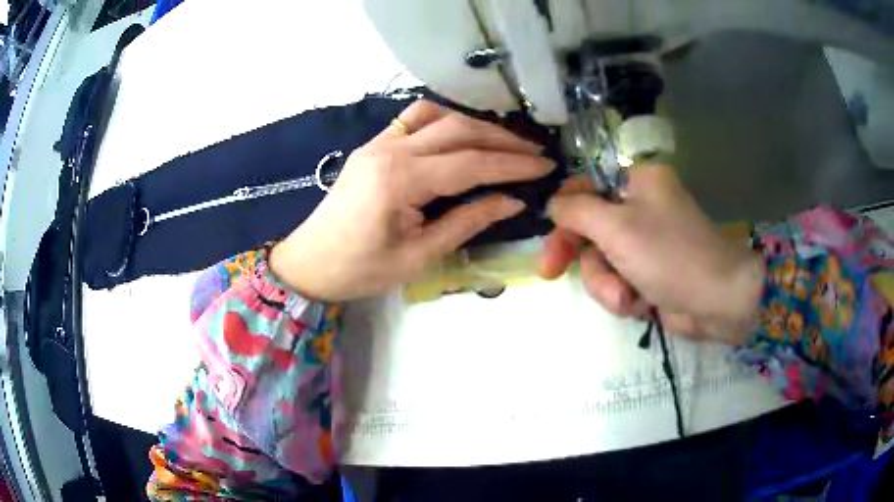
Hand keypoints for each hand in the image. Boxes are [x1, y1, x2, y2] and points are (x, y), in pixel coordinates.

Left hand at [270, 100, 554, 300]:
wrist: (310, 262)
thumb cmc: (360, 270)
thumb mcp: (419, 256)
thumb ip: (467, 222)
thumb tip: (512, 201)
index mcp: (400, 181)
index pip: (471, 163)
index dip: (513, 165)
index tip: (545, 167)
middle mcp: (390, 150)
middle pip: (459, 131)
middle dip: (503, 140)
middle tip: (535, 153)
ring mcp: (378, 142)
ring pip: (438, 117)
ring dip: (476, 125)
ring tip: (505, 142)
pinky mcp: (372, 145)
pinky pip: (412, 119)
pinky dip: (443, 119)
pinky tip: (460, 132)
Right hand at [538, 165, 763, 345]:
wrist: (716, 302)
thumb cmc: (670, 255)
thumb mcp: (617, 227)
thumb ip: (577, 211)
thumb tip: (553, 204)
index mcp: (638, 183)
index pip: (585, 188)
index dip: (562, 215)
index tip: (546, 239)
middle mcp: (642, 208)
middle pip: (590, 229)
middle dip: (586, 259)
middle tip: (553, 274)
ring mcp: (647, 243)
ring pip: (603, 262)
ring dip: (607, 284)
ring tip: (626, 298)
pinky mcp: (650, 273)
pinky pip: (619, 281)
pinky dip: (624, 296)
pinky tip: (640, 305)